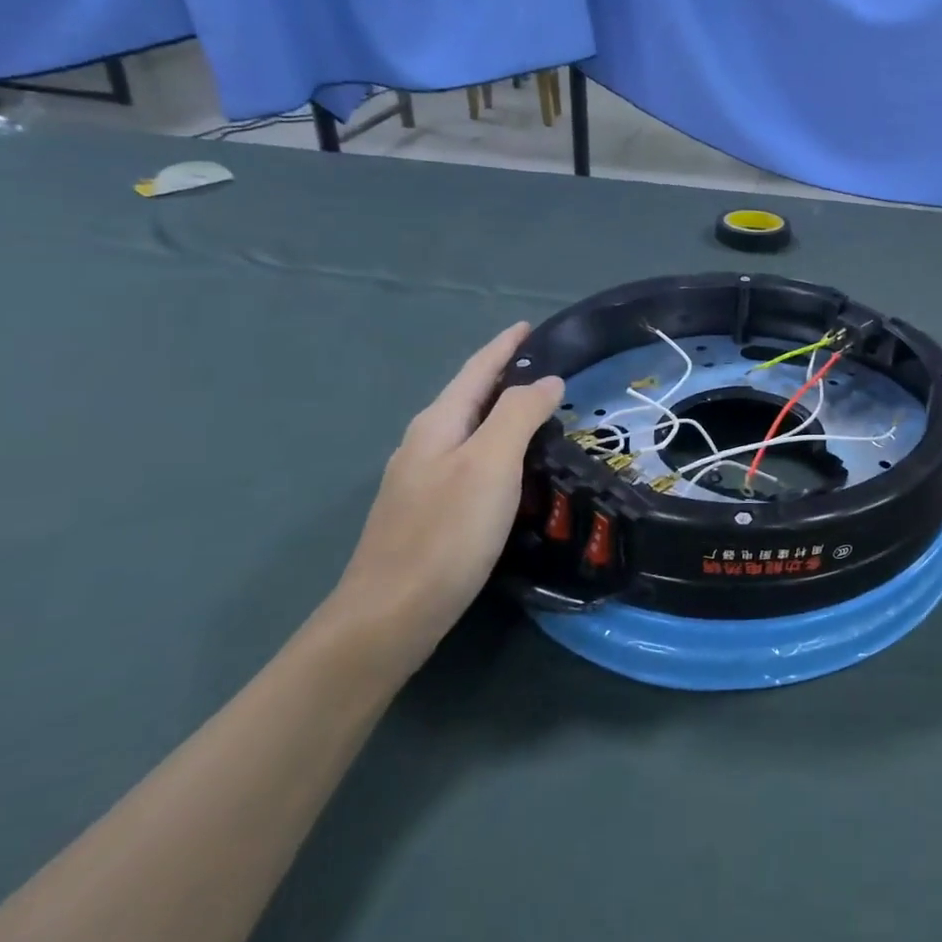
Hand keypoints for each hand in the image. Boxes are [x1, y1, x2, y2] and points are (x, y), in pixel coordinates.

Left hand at [324, 323, 564, 673]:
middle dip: (506, 376)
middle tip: (551, 369)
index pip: (476, 371)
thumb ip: (518, 414)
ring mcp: (423, 480)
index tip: (530, 326)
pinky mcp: (431, 511)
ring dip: (504, 413)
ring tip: (543, 411)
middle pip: (471, 397)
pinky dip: (500, 447)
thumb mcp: (491, 464)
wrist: (390, 615)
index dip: (504, 347)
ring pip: (471, 430)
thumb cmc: (446, 533)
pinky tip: (516, 466)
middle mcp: (425, 444)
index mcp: (437, 425)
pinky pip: (472, 460)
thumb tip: (547, 380)